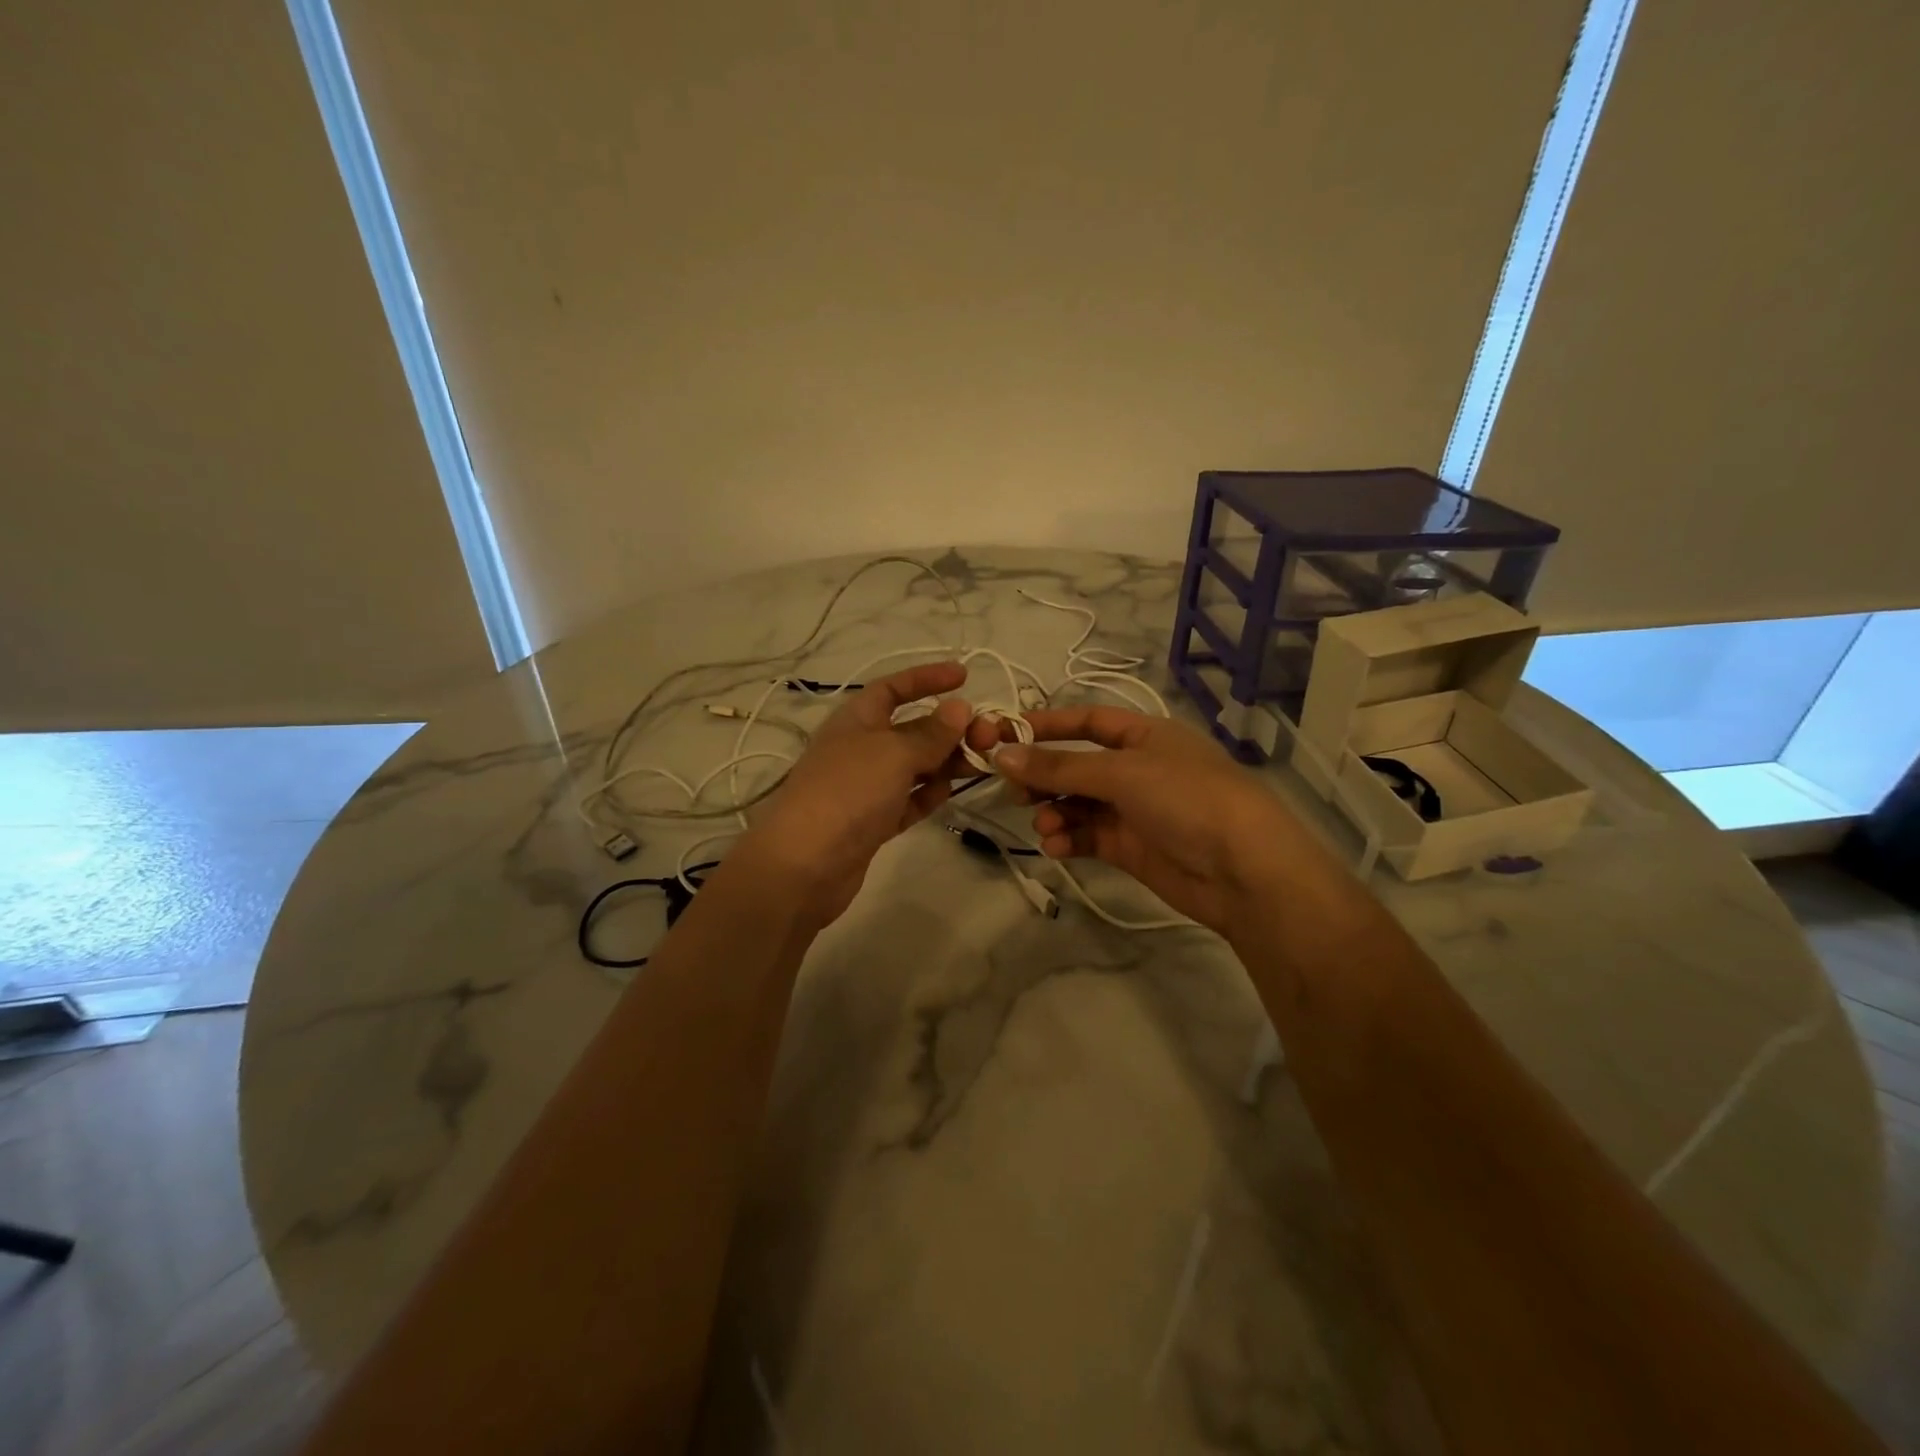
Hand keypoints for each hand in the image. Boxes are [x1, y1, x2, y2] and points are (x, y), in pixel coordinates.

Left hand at [744, 662, 973, 924]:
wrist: (805, 865)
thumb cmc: (848, 792)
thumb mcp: (893, 753)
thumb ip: (931, 733)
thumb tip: (959, 708)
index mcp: (856, 719)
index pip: (893, 688)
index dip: (927, 678)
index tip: (964, 677)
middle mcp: (860, 748)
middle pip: (911, 728)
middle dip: (949, 728)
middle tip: (987, 737)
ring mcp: (865, 787)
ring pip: (914, 766)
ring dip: (946, 762)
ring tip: (979, 765)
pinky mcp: (872, 822)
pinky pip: (908, 800)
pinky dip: (928, 794)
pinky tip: (948, 792)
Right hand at [970, 706, 1311, 935]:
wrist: (1244, 870)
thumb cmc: (1186, 798)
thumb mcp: (1121, 773)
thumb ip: (1059, 767)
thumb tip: (1002, 755)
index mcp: (1145, 736)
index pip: (1089, 721)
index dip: (1048, 726)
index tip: (1005, 735)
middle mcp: (1139, 769)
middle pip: (1078, 766)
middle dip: (1045, 777)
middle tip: (1014, 792)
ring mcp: (1136, 810)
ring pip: (1079, 804)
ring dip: (1055, 812)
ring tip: (1043, 826)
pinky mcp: (1133, 848)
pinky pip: (1089, 836)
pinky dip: (1069, 839)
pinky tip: (1056, 847)